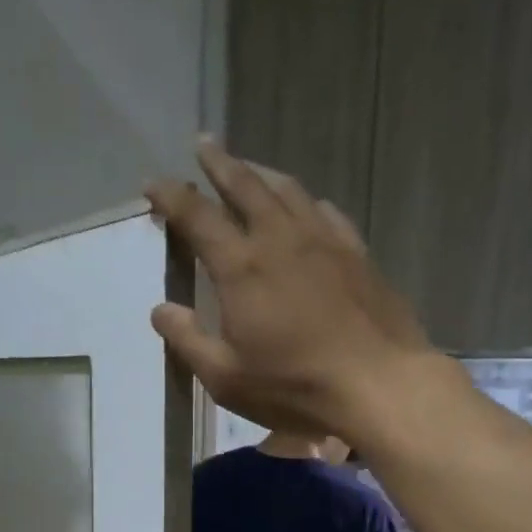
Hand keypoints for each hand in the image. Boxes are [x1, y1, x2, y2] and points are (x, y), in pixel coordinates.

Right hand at [145, 139, 442, 443]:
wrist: (378, 385)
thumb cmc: (295, 387)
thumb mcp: (227, 378)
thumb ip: (189, 341)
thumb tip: (161, 310)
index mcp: (242, 267)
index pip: (198, 216)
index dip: (172, 196)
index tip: (154, 184)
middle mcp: (281, 239)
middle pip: (246, 185)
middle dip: (220, 163)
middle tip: (204, 145)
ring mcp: (325, 242)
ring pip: (289, 191)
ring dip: (263, 173)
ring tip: (251, 167)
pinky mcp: (358, 255)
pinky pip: (328, 213)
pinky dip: (308, 203)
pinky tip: (309, 206)